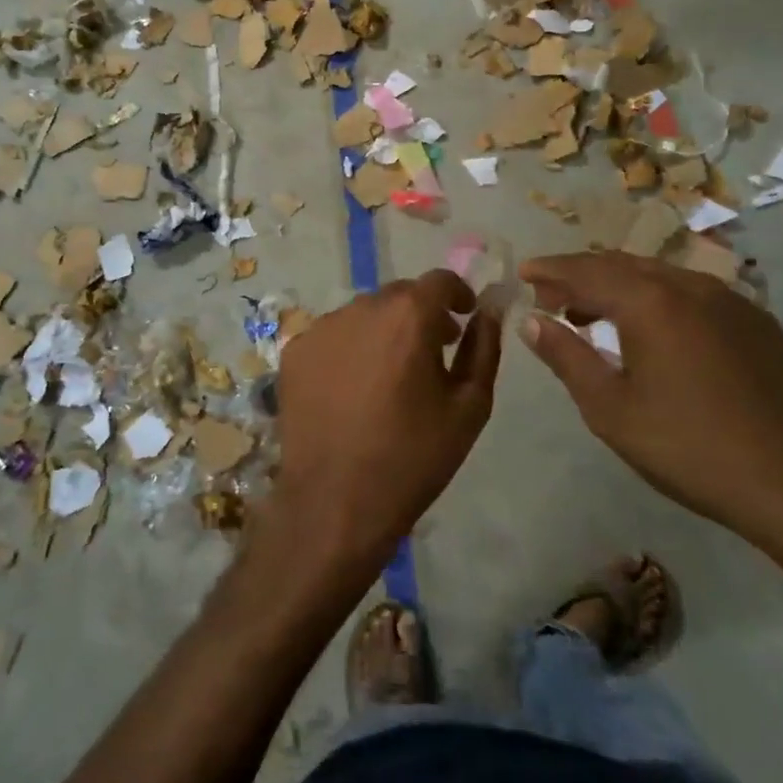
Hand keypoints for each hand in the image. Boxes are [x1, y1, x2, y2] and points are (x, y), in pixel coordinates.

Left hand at [271, 271, 503, 570]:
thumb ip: (483, 348)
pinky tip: (352, 389)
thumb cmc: (413, 457)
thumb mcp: (469, 406)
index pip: (439, 280)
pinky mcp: (295, 351)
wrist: (336, 501)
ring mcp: (321, 328)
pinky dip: (349, 349)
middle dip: (420, 314)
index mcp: (408, 316)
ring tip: (390, 376)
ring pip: (363, 314)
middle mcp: (360, 308)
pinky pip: (332, 336)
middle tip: (433, 352)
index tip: (464, 318)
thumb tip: (488, 312)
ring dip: (383, 331)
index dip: (457, 294)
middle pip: (398, 295)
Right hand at [518, 251, 782, 552]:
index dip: (550, 270)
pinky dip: (657, 298)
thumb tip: (531, 321)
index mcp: (651, 303)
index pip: (586, 271)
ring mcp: (731, 302)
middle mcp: (691, 288)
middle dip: (581, 274)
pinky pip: (693, 293)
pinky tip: (652, 330)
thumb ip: (566, 357)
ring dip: (619, 285)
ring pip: (660, 275)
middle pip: (622, 265)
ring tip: (593, 313)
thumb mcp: (610, 409)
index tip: (524, 273)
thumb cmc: (690, 449)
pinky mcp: (758, 324)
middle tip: (552, 296)